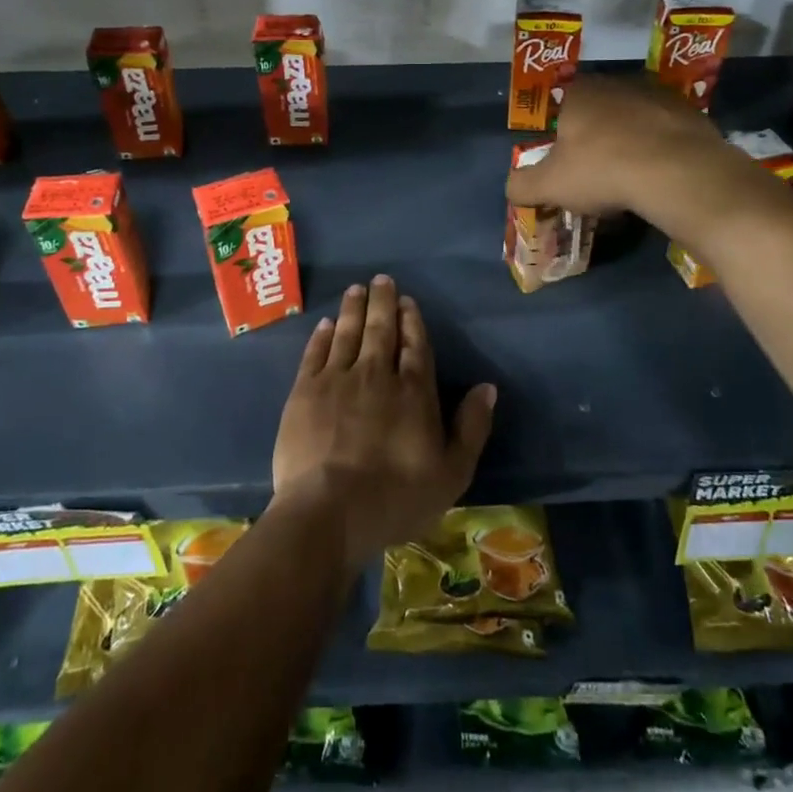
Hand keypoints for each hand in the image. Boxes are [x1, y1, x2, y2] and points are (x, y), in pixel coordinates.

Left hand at [272, 276, 496, 569]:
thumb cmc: (396, 498)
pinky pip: (315, 353)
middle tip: (381, 279)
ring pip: (347, 333)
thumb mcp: (452, 473)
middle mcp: (376, 374)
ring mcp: (337, 380)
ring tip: (355, 289)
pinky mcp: (304, 392)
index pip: (414, 345)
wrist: (328, 512)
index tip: (408, 301)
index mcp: (413, 391)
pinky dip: (322, 336)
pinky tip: (325, 324)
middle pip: (380, 330)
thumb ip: (472, 427)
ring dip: (353, 309)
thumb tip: (488, 387)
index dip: (412, 321)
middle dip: (382, 302)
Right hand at [504, 74, 734, 236]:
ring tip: (630, 175)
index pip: (559, 106)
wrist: (677, 172)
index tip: (565, 162)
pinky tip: (659, 173)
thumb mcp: (549, 186)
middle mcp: (615, 83)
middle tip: (595, 171)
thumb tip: (512, 187)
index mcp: (578, 93)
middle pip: (597, 110)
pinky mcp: (689, 110)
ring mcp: (656, 93)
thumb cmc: (602, 170)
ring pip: (632, 117)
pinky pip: (664, 130)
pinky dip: (659, 147)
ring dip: (628, 140)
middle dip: (594, 137)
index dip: (559, 134)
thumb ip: (522, 185)